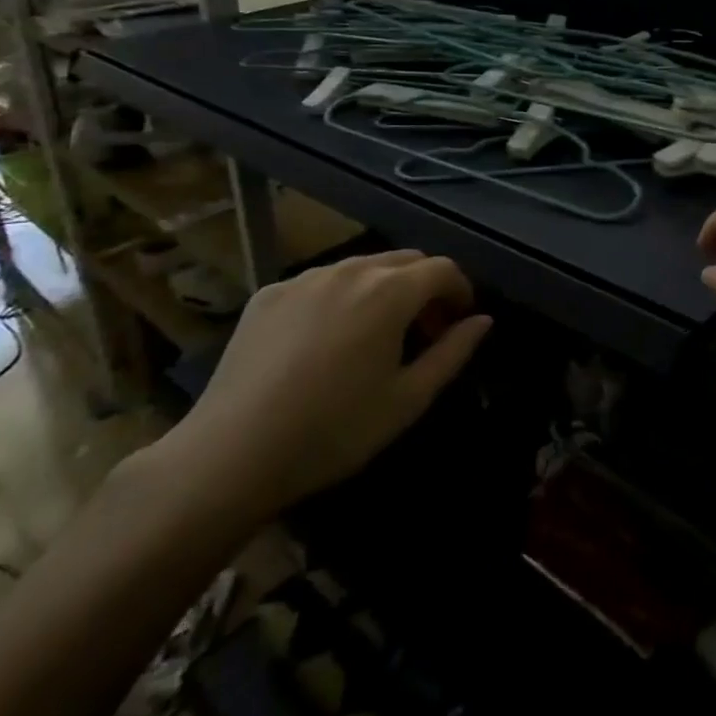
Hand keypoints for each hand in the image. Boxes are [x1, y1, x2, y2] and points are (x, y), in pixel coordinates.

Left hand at [161, 250, 490, 521]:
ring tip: (376, 334)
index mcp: (390, 291)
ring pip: (362, 267)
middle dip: (425, 287)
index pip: (443, 269)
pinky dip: (340, 297)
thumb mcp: (408, 399)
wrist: (232, 454)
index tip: (459, 322)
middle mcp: (350, 270)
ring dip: (384, 289)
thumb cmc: (334, 431)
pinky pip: (321, 282)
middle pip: (405, 260)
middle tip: (423, 331)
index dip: (460, 290)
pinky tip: (326, 340)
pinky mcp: (269, 293)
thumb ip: (453, 352)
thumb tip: (483, 320)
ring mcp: (305, 278)